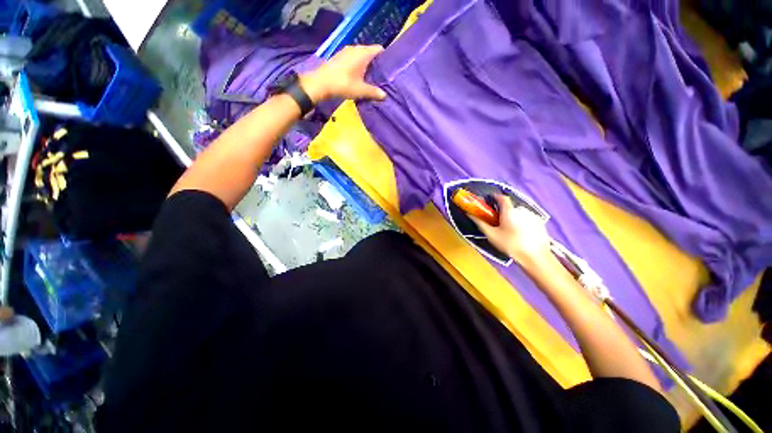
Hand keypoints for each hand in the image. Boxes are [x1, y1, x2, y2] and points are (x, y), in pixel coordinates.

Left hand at [300, 45, 386, 102]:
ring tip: (371, 78)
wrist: (321, 83)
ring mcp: (346, 52)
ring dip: (367, 65)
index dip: (385, 58)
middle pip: (371, 53)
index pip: (379, 49)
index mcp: (363, 53)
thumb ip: (374, 92)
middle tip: (382, 76)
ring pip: (361, 56)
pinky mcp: (340, 57)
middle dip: (376, 63)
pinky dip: (358, 65)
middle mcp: (355, 49)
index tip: (389, 69)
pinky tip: (359, 77)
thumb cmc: (343, 84)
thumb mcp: (360, 91)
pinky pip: (354, 58)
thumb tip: (385, 96)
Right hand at [471, 194, 551, 269]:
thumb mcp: (492, 235)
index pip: (502, 197)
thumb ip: (480, 223)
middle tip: (498, 223)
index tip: (489, 201)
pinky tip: (521, 234)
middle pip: (510, 207)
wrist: (535, 257)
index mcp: (509, 211)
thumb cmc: (510, 245)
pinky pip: (527, 219)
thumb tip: (470, 214)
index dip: (495, 197)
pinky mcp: (540, 223)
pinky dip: (522, 223)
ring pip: (519, 213)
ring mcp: (533, 215)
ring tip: (510, 231)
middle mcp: (522, 210)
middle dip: (503, 212)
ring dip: (513, 218)